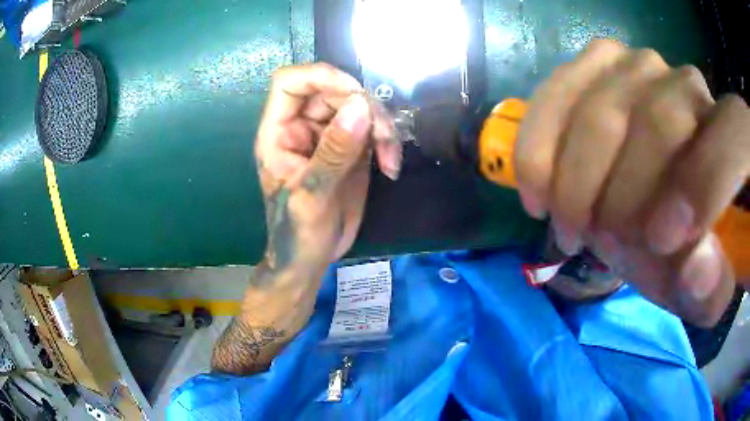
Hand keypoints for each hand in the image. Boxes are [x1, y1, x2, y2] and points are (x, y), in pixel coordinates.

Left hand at [211, 64, 401, 375]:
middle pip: (333, 91)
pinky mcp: (350, 148)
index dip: (320, 76)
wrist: (311, 259)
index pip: (290, 83)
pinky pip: (372, 128)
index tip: (354, 93)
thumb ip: (334, 152)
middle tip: (384, 136)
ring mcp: (328, 136)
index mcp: (278, 133)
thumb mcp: (312, 197)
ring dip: (381, 126)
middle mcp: (302, 127)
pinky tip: (391, 165)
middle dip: (364, 106)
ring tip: (390, 159)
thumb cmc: (296, 233)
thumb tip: (361, 106)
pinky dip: (387, 141)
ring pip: (358, 107)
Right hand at [515, 40, 748, 325]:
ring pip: (599, 110)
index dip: (699, 192)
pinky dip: (539, 147)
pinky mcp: (596, 60)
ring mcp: (639, 63)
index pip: (725, 147)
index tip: (659, 245)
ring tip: (566, 221)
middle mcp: (690, 83)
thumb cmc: (684, 246)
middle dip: (621, 199)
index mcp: (733, 139)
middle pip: (656, 123)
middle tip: (600, 245)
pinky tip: (541, 189)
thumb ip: (709, 288)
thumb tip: (697, 265)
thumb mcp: (702, 287)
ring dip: (574, 180)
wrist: (659, 203)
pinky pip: (556, 94)